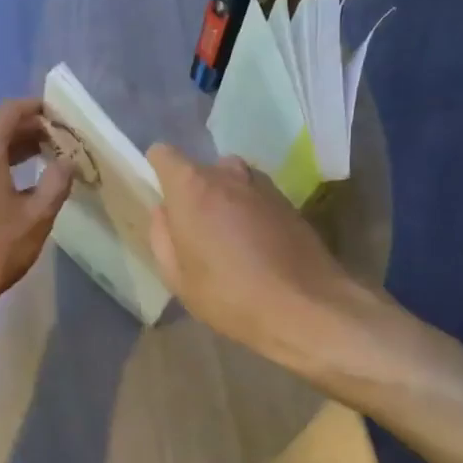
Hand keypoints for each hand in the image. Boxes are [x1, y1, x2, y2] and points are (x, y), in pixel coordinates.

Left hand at [0, 99, 73, 330]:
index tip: (61, 115)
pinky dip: (4, 167)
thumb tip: (67, 162)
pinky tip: (23, 186)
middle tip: (62, 140)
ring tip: (48, 159)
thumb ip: (56, 183)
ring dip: (18, 150)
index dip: (37, 108)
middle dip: (31, 129)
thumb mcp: (37, 216)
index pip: (10, 111)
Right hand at [147, 145, 363, 361]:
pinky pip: (257, 196)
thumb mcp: (178, 277)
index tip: (162, 199)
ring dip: (225, 199)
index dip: (158, 171)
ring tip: (228, 239)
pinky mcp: (289, 201)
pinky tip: (256, 246)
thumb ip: (162, 236)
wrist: (304, 307)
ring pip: (232, 180)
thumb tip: (164, 212)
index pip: (163, 154)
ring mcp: (263, 185)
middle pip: (201, 169)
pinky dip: (250, 211)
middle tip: (195, 230)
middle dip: (194, 192)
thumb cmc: (228, 295)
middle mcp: (228, 174)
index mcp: (192, 188)